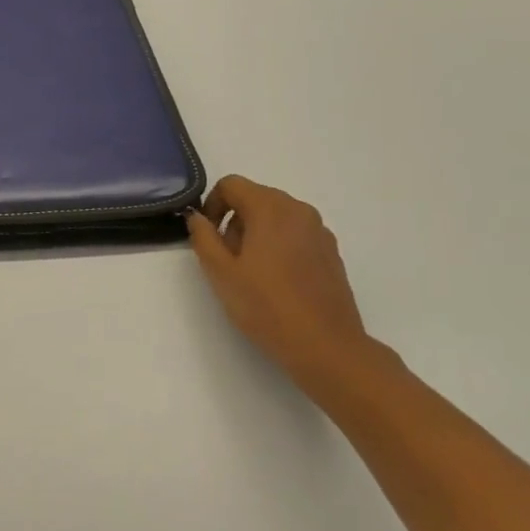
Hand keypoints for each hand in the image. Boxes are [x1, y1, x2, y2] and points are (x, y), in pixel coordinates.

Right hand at [187, 176, 401, 395]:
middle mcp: (299, 210)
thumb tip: (198, 217)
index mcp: (270, 208)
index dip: (212, 204)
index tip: (208, 236)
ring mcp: (320, 231)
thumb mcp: (221, 273)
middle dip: (234, 220)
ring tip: (252, 273)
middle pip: (256, 198)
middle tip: (227, 259)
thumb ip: (203, 237)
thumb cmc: (266, 306)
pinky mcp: (331, 252)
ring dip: (257, 233)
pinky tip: (278, 282)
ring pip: (277, 217)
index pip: (232, 184)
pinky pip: (297, 235)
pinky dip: (280, 245)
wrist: (326, 346)